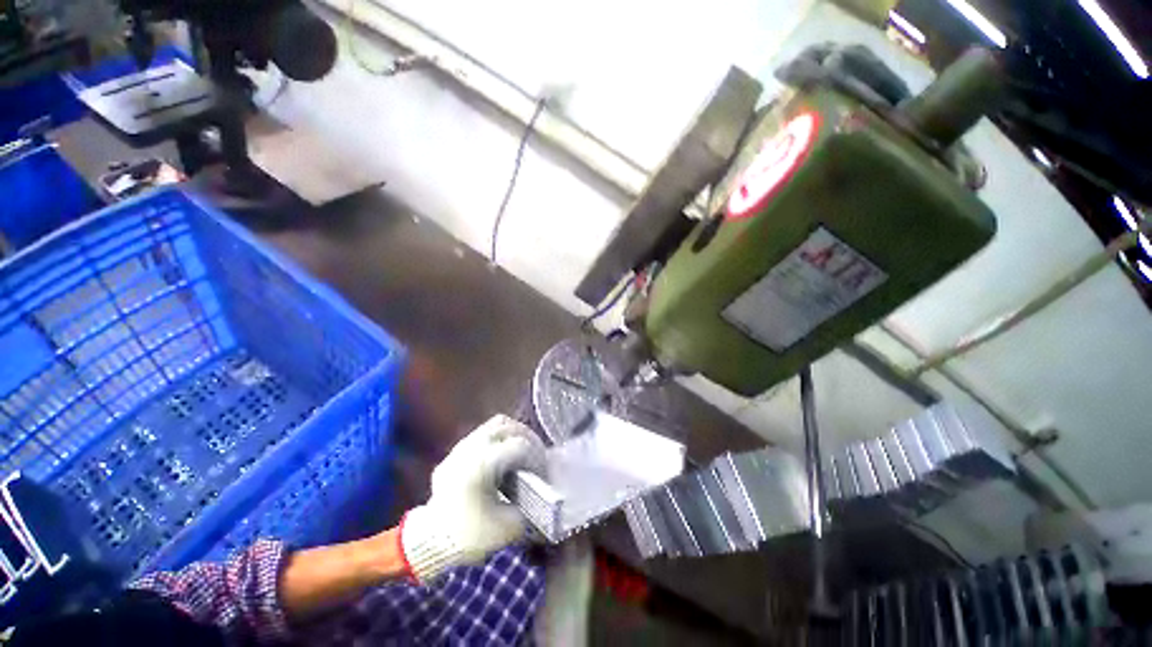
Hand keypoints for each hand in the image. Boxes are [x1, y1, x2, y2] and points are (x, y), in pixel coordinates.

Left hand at [400, 415, 544, 583]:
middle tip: (538, 458)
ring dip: (514, 434)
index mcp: (482, 464)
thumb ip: (530, 505)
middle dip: (529, 439)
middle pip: (509, 426)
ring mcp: (461, 447)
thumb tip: (543, 491)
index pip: (520, 446)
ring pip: (495, 424)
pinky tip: (504, 457)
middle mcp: (471, 448)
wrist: (428, 544)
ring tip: (523, 452)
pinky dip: (499, 438)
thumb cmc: (468, 536)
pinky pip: (483, 432)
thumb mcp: (507, 527)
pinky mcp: (455, 452)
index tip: (544, 475)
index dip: (537, 458)